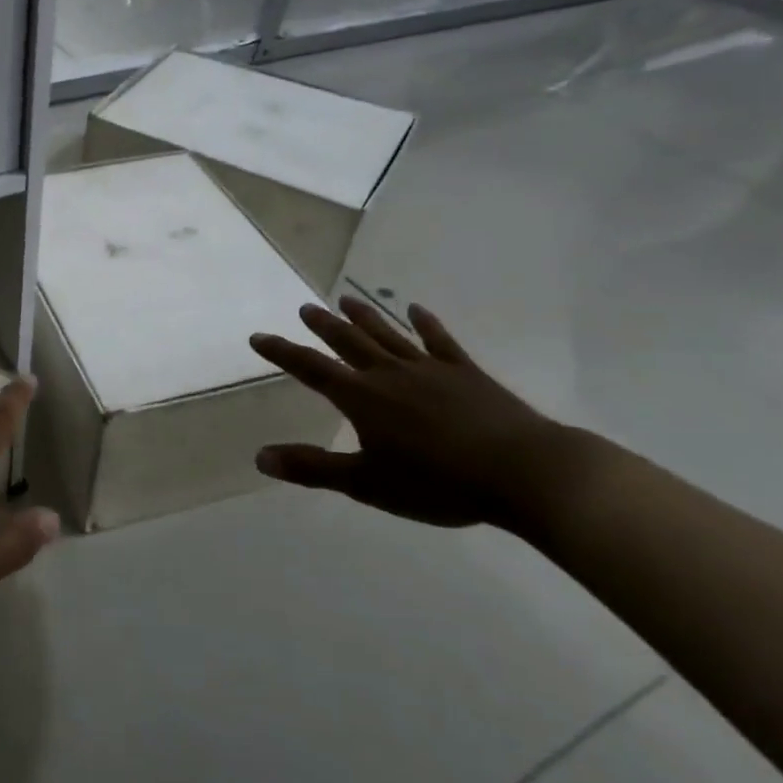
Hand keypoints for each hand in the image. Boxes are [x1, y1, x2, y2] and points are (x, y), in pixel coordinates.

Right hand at [248, 297, 583, 532]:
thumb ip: (313, 468)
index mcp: (362, 398)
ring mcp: (430, 369)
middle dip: (323, 326)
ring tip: (345, 299)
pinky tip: (416, 310)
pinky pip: (439, 341)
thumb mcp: (367, 483)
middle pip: (348, 342)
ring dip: (364, 317)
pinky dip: (425, 324)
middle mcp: (389, 374)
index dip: (283, 352)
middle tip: (305, 308)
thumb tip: (260, 457)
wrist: (524, 473)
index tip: (258, 337)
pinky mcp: (466, 373)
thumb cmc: (439, 483)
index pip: (311, 369)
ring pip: (387, 335)